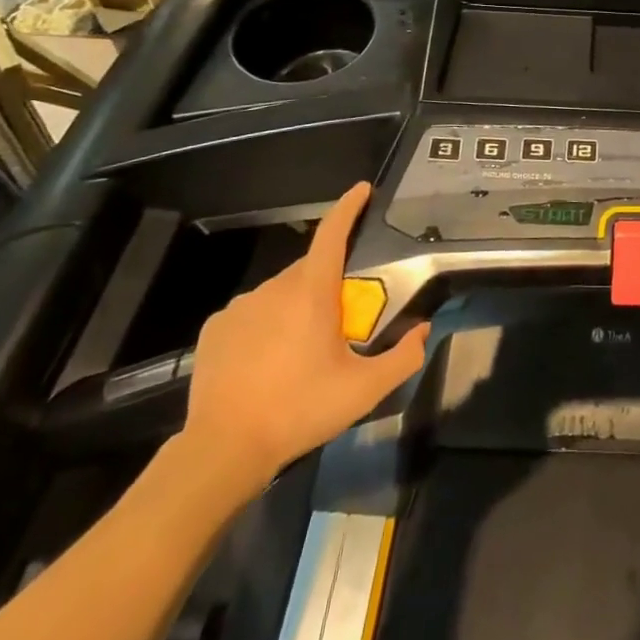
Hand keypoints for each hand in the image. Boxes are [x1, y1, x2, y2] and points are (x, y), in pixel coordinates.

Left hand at [180, 182, 428, 498]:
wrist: (224, 449)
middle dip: (328, 282)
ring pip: (280, 292)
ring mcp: (240, 306)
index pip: (332, 232)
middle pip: (310, 268)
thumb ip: (403, 357)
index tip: (363, 190)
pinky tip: (267, 359)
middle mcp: (275, 288)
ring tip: (302, 348)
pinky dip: (266, 324)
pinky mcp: (215, 328)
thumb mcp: (364, 390)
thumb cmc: (300, 410)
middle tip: (342, 319)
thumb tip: (423, 331)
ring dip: (297, 305)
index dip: (349, 207)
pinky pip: (252, 313)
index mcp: (312, 291)